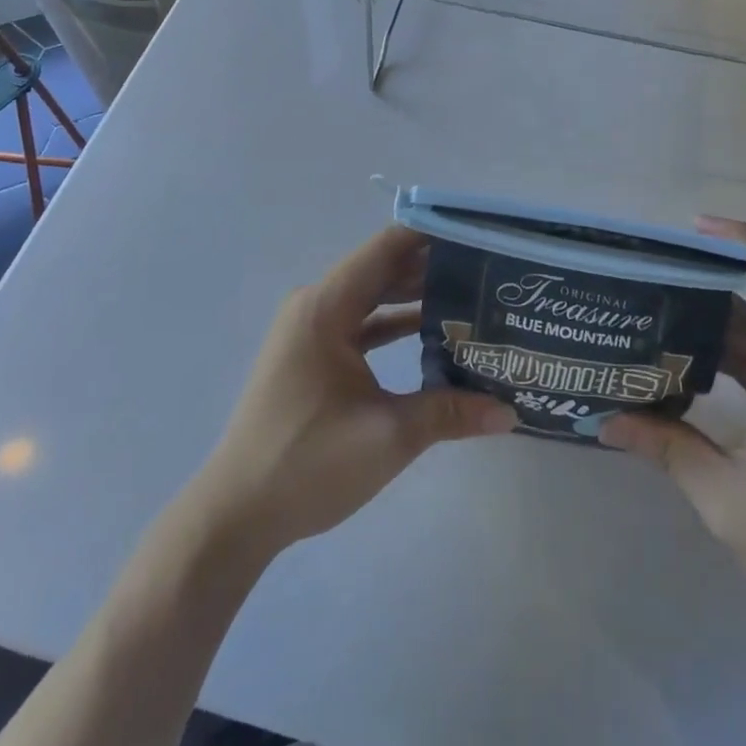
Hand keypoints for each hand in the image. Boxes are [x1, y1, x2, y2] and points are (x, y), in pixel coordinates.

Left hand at [190, 226, 516, 559]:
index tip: (476, 230)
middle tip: (486, 265)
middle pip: (382, 269)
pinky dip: (393, 324)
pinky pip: (360, 323)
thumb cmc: (307, 463)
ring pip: (372, 297)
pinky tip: (433, 333)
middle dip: (432, 265)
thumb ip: (450, 413)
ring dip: (414, 295)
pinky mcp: (311, 355)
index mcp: (327, 306)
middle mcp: (316, 305)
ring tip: (470, 293)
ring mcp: (310, 330)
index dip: (430, 234)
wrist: (235, 515)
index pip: (387, 248)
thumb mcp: (388, 436)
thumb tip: (510, 411)